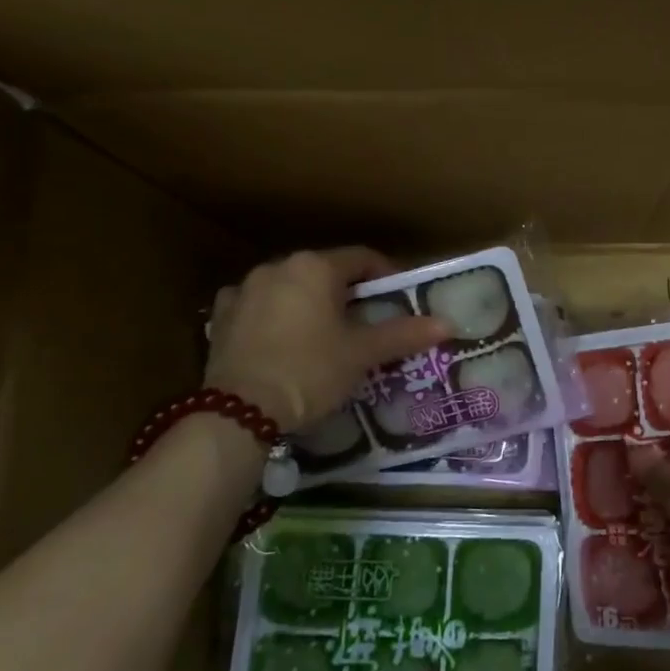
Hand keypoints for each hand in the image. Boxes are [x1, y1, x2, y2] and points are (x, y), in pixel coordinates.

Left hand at [205, 248, 448, 432]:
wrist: (239, 412)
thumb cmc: (310, 371)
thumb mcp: (362, 354)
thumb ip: (403, 334)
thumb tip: (448, 323)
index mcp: (315, 267)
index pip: (362, 259)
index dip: (386, 276)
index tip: (399, 300)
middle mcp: (277, 267)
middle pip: (325, 273)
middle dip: (347, 294)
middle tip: (366, 324)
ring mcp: (243, 290)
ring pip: (290, 289)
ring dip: (309, 304)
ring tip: (324, 335)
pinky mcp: (221, 317)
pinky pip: (258, 307)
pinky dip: (274, 318)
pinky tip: (282, 342)